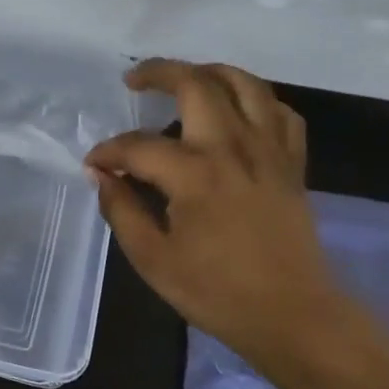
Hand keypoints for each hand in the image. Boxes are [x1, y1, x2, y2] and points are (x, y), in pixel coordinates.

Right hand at [85, 60, 344, 367]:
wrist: (294, 316)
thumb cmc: (217, 292)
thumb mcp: (153, 259)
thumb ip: (121, 211)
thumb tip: (103, 176)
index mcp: (194, 175)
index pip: (137, 146)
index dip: (108, 151)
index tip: (94, 164)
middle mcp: (233, 148)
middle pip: (196, 84)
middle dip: (158, 72)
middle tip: (134, 79)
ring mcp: (269, 151)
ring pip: (245, 84)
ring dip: (210, 71)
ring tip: (185, 78)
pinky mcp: (292, 164)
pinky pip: (280, 112)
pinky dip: (257, 101)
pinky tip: (238, 111)